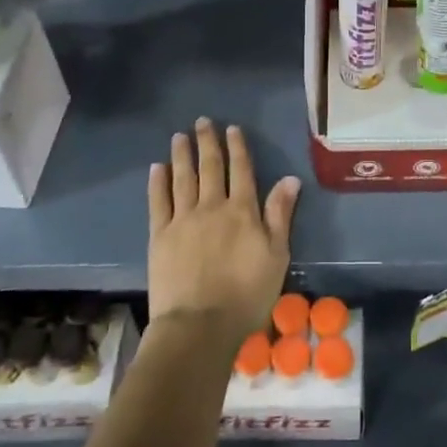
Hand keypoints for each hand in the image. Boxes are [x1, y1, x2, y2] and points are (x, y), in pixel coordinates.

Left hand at [146, 118, 299, 345]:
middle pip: (210, 167)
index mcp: (243, 211)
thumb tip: (290, 179)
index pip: (241, 170)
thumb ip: (280, 215)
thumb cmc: (247, 294)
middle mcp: (212, 206)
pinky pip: (158, 202)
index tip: (232, 128)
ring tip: (180, 136)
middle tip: (203, 122)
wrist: (199, 325)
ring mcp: (183, 220)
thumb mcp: (276, 255)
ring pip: (183, 178)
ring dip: (182, 155)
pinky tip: (157, 168)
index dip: (237, 147)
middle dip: (208, 142)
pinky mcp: (160, 236)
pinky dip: (158, 182)